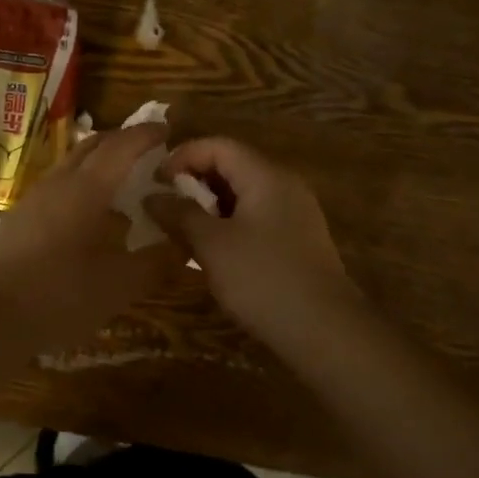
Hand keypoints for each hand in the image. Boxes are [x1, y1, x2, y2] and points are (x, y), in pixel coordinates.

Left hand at [0, 121, 181, 347]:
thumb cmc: (56, 294)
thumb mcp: (118, 286)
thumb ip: (155, 263)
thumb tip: (185, 245)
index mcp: (87, 188)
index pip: (121, 146)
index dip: (145, 135)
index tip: (167, 129)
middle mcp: (59, 183)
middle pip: (93, 146)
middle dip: (122, 141)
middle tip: (149, 151)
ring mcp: (35, 199)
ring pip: (73, 165)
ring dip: (100, 163)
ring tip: (124, 183)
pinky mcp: (20, 219)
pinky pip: (60, 186)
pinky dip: (83, 186)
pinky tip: (92, 217)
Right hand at [151, 137, 358, 336]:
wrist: (326, 332)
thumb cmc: (263, 279)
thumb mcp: (212, 245)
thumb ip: (180, 215)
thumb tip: (152, 197)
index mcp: (265, 176)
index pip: (218, 145)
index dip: (182, 157)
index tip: (155, 183)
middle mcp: (284, 184)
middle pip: (232, 165)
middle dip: (194, 181)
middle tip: (164, 206)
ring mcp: (295, 212)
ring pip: (243, 193)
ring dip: (209, 205)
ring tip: (181, 228)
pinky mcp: (297, 240)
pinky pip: (256, 216)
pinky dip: (228, 222)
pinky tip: (212, 249)